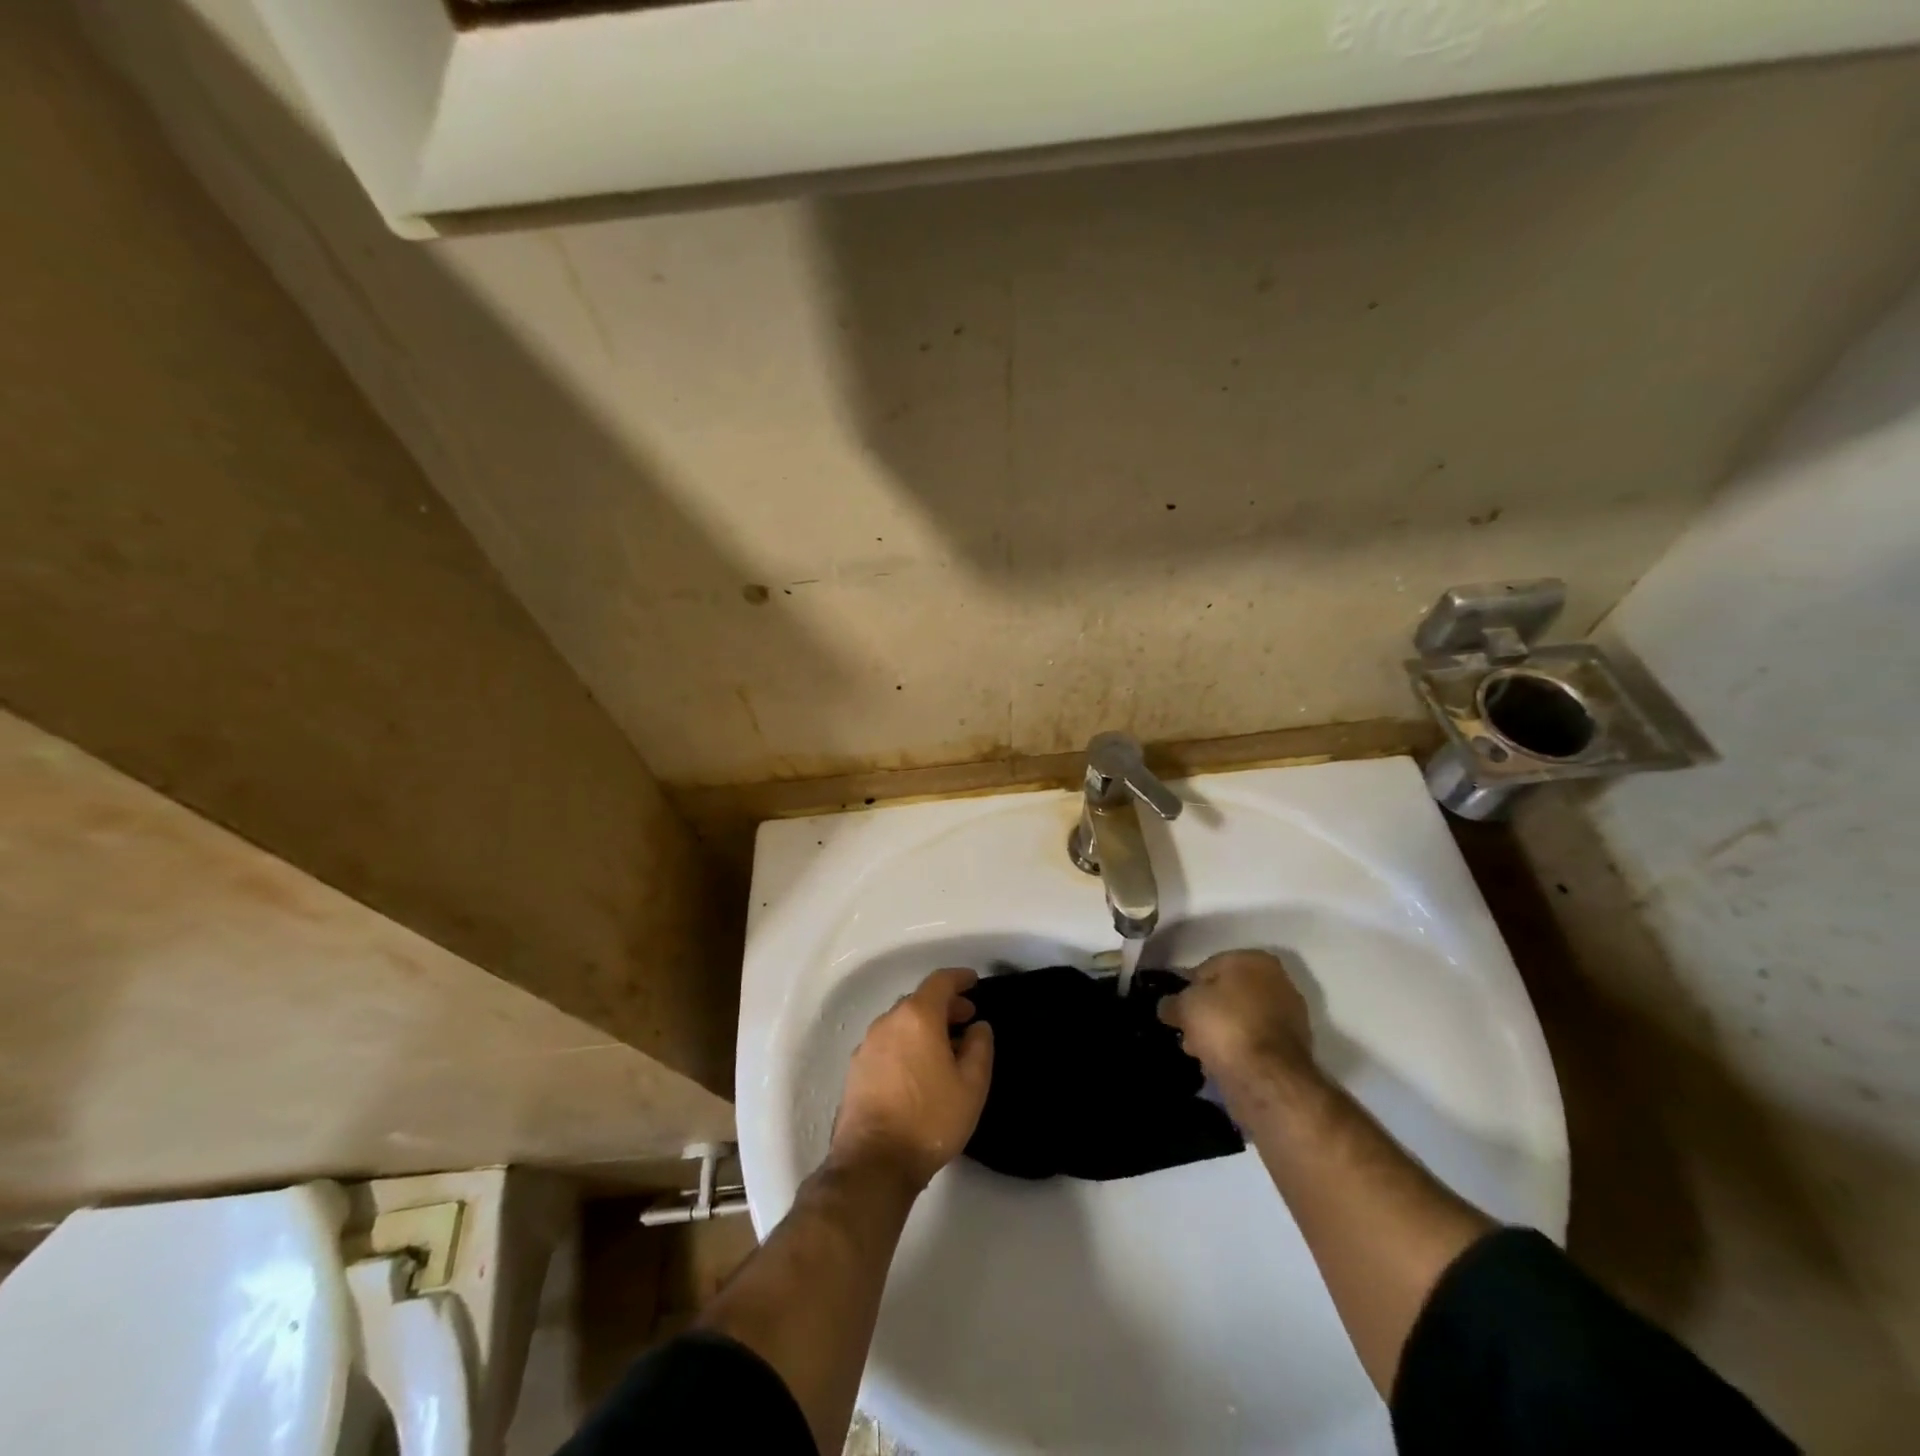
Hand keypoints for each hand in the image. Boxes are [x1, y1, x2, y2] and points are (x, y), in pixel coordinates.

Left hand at [830, 967, 994, 1191]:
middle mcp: (888, 1021)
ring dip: (923, 1025)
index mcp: (917, 1017)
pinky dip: (906, 1042)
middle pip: (919, 1000)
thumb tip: (978, 1027)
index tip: (974, 982)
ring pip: (901, 1022)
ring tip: (944, 1047)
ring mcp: (867, 1044)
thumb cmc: (930, 1119)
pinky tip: (917, 1068)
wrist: (874, 1162)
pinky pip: (887, 1042)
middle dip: (944, 1005)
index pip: (940, 981)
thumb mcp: (972, 1086)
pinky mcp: (856, 1068)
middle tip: (965, 1020)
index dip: (959, 978)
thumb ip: (980, 1048)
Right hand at [1158, 949, 1313, 1083]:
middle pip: (1228, 995)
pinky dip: (1239, 1050)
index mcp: (1254, 960)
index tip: (1177, 1009)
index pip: (1209, 967)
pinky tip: (1223, 1065)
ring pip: (1242, 1020)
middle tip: (1188, 1033)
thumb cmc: (1225, 1026)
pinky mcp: (1294, 1049)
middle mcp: (1279, 981)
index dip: (1188, 988)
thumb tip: (1168, 1007)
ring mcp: (1290, 1016)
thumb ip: (1172, 1002)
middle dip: (1207, 1013)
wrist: (1268, 1078)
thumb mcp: (1185, 1007)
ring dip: (1222, 1034)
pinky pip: (1254, 1043)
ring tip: (1202, 1054)